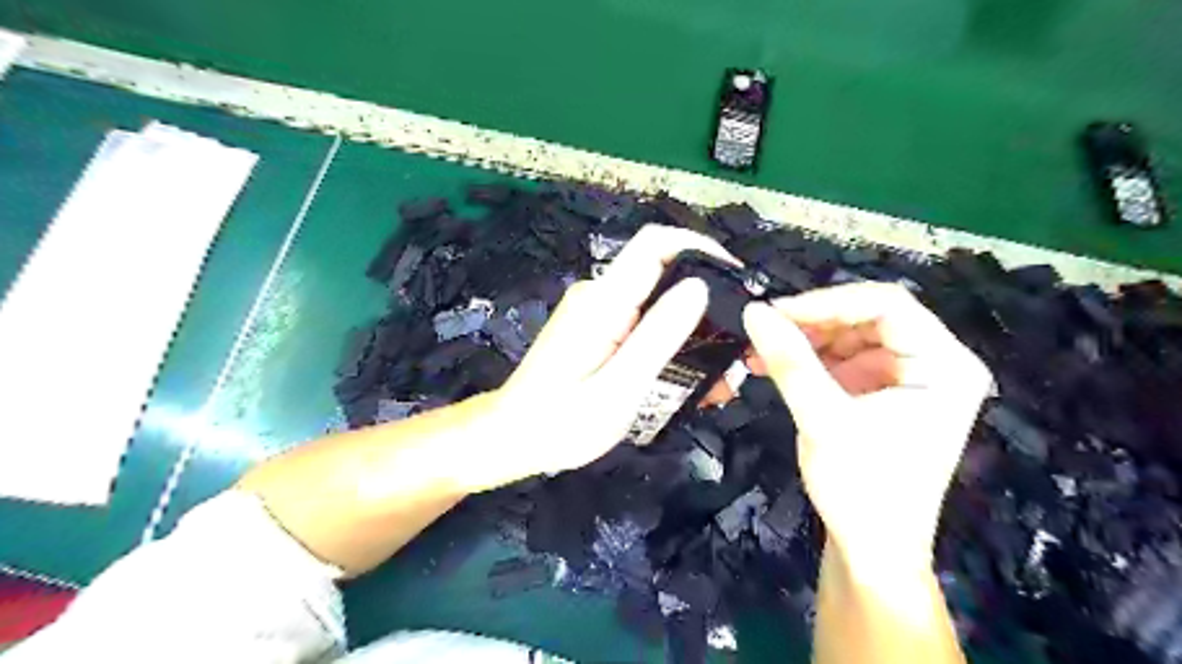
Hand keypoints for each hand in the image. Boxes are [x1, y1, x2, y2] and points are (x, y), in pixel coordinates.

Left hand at [448, 224, 735, 490]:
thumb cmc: (561, 422)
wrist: (511, 437)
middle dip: (707, 303)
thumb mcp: (618, 387)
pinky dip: (672, 342)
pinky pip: (643, 322)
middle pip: (663, 273)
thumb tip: (700, 286)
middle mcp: (601, 295)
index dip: (701, 247)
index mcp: (604, 301)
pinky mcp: (599, 329)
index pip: (656, 244)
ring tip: (722, 376)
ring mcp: (599, 312)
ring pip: (658, 302)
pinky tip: (690, 377)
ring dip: (694, 330)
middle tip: (738, 348)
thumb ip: (658, 336)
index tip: (738, 280)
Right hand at [742, 279, 988, 569]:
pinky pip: (843, 361)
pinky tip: (772, 366)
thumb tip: (753, 311)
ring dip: (805, 341)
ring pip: (851, 336)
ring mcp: (908, 378)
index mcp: (944, 365)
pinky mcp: (883, 394)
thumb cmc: (862, 488)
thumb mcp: (822, 419)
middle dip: (813, 323)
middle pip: (868, 318)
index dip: (827, 302)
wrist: (871, 551)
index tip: (776, 312)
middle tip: (765, 330)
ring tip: (759, 352)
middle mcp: (934, 363)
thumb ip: (789, 361)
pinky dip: (808, 361)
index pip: (887, 305)